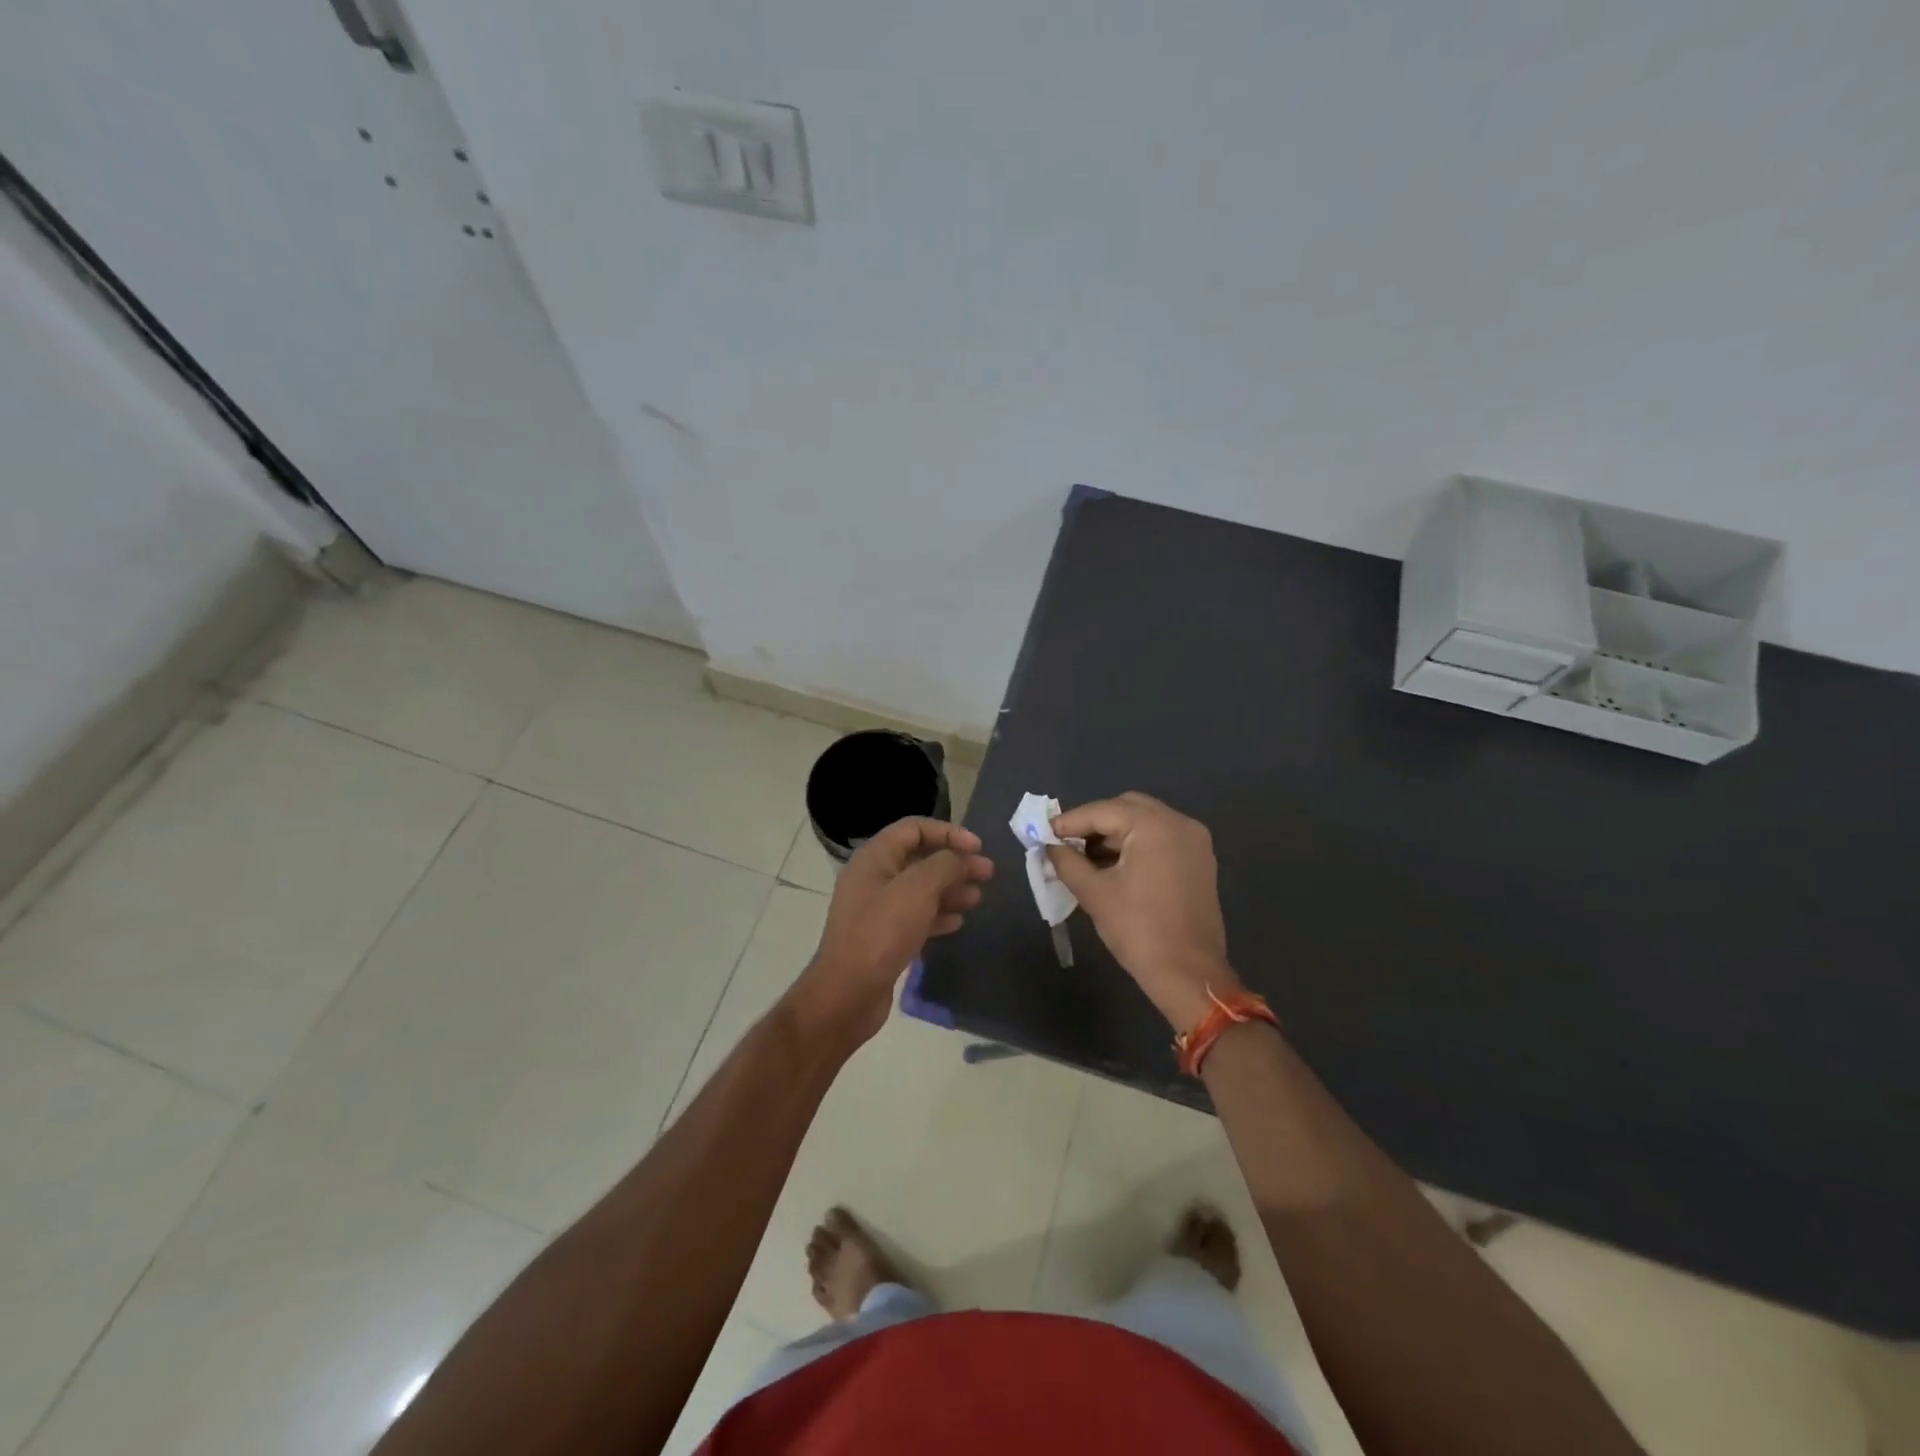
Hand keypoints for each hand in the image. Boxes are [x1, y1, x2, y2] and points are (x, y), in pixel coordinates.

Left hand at [794, 818, 994, 1044]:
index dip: (948, 832)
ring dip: (950, 889)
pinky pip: (915, 916)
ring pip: (920, 889)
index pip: (914, 828)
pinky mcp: (883, 937)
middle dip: (955, 863)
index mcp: (874, 857)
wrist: (847, 994)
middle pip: (920, 858)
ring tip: (977, 899)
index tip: (978, 847)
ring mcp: (876, 909)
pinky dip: (937, 915)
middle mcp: (873, 878)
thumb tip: (962, 859)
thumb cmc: (882, 933)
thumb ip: (945, 865)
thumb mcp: (918, 890)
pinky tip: (957, 923)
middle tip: (987, 873)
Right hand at [1047, 792, 1240, 1030]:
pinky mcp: (1200, 861)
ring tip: (1086, 858)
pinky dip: (1136, 845)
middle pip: (1127, 808)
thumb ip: (1067, 862)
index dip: (1070, 822)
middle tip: (1067, 844)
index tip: (1044, 833)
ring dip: (1115, 834)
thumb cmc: (1138, 930)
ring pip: (1145, 822)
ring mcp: (1195, 842)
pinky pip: (1161, 839)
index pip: (1102, 811)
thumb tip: (1050, 846)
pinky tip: (1114, 867)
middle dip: (1094, 823)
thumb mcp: (1094, 893)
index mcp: (1155, 826)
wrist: (1189, 974)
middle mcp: (1179, 823)